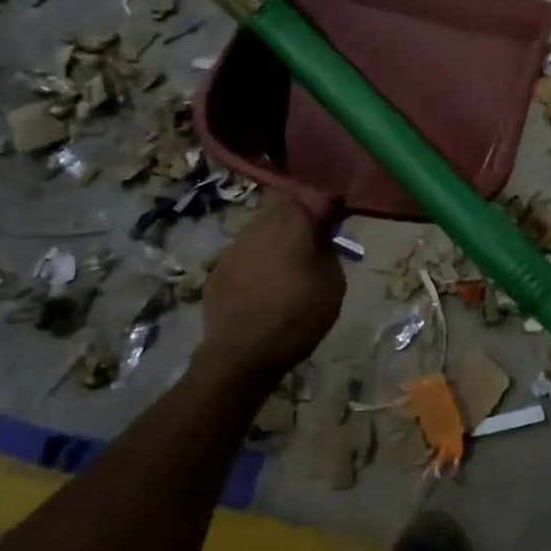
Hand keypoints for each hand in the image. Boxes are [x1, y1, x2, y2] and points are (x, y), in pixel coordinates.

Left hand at [199, 195, 344, 388]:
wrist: (242, 355)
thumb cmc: (297, 317)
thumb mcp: (333, 284)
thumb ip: (327, 249)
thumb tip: (321, 233)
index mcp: (290, 225)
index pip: (306, 195)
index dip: (320, 204)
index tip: (331, 220)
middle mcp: (258, 227)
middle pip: (279, 208)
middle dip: (296, 219)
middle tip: (311, 242)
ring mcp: (233, 248)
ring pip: (259, 229)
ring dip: (275, 240)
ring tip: (287, 267)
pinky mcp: (217, 270)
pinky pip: (244, 253)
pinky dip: (257, 261)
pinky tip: (264, 286)